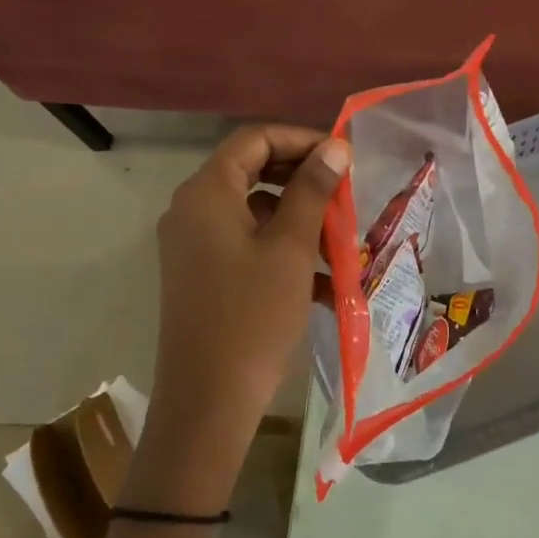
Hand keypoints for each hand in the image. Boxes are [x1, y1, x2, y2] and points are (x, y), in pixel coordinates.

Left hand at [136, 126, 350, 504]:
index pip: (253, 140)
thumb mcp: (290, 249)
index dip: (301, 140)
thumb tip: (334, 147)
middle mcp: (192, 210)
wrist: (209, 398)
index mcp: (206, 193)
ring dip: (299, 221)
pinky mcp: (203, 275)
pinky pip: (247, 247)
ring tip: (342, 242)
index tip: (343, 157)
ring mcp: (194, 245)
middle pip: (252, 173)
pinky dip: (283, 254)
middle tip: (346, 194)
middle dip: (303, 181)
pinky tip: (325, 283)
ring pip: (254, 213)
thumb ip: (312, 191)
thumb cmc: (253, 315)